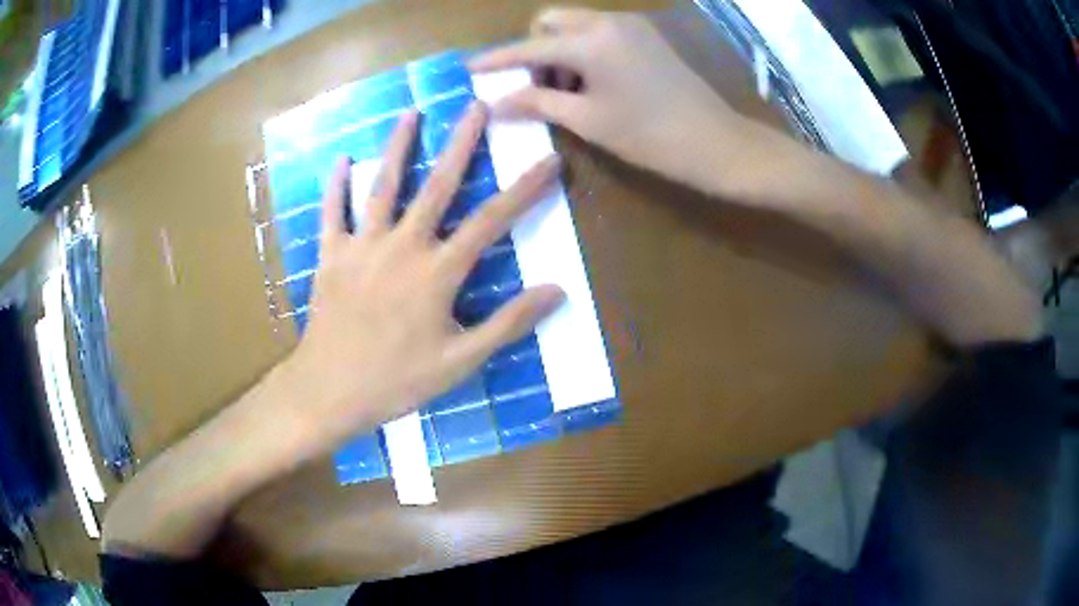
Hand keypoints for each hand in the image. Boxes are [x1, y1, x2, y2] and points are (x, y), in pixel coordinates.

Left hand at [280, 102, 564, 448]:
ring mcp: (362, 246)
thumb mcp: (461, 360)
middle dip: (461, 143)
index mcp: (438, 272)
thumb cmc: (397, 381)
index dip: (525, 190)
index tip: (549, 159)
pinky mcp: (330, 255)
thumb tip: (557, 290)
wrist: (331, 390)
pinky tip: (342, 159)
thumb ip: (508, 322)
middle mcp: (402, 246)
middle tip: (477, 106)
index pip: (491, 221)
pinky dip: (336, 186)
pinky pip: (333, 213)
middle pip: (438, 186)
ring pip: (383, 187)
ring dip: (398, 147)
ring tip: (411, 113)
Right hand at [469, 7, 758, 194]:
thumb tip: (494, 103)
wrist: (715, 142)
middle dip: (534, 48)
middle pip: (551, 21)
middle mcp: (608, 21)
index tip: (470, 68)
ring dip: (558, 50)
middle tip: (536, 86)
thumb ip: (537, 103)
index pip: (530, 47)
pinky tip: (590, 82)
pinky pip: (598, 32)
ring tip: (566, 92)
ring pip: (575, 25)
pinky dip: (582, 50)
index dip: (497, 60)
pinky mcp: (645, 35)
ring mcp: (630, 25)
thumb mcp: (587, 121)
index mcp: (591, 41)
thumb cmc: (650, 136)